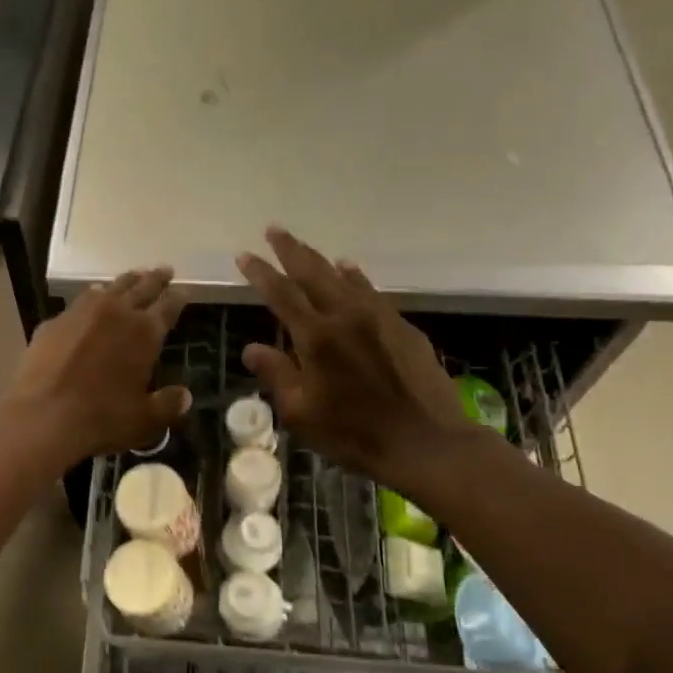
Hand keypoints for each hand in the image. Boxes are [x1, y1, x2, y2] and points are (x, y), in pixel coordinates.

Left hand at [4, 267, 189, 462]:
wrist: (43, 416)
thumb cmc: (102, 418)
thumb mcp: (144, 419)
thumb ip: (167, 405)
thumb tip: (185, 396)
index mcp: (144, 332)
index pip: (168, 306)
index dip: (177, 297)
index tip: (183, 289)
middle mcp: (115, 313)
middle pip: (140, 287)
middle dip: (154, 278)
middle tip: (164, 269)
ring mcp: (80, 314)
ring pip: (108, 288)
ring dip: (123, 282)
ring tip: (131, 277)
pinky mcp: (53, 323)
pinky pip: (79, 303)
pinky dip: (91, 298)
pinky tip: (90, 301)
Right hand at [236, 229, 485, 502]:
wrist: (427, 442)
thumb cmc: (354, 434)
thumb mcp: (302, 413)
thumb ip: (277, 375)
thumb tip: (252, 348)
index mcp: (316, 337)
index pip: (281, 294)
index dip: (261, 273)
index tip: (245, 255)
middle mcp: (346, 316)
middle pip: (313, 272)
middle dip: (291, 250)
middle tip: (274, 230)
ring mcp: (379, 318)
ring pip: (344, 277)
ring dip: (321, 260)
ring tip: (305, 247)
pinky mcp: (403, 327)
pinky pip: (371, 291)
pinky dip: (355, 277)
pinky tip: (350, 270)